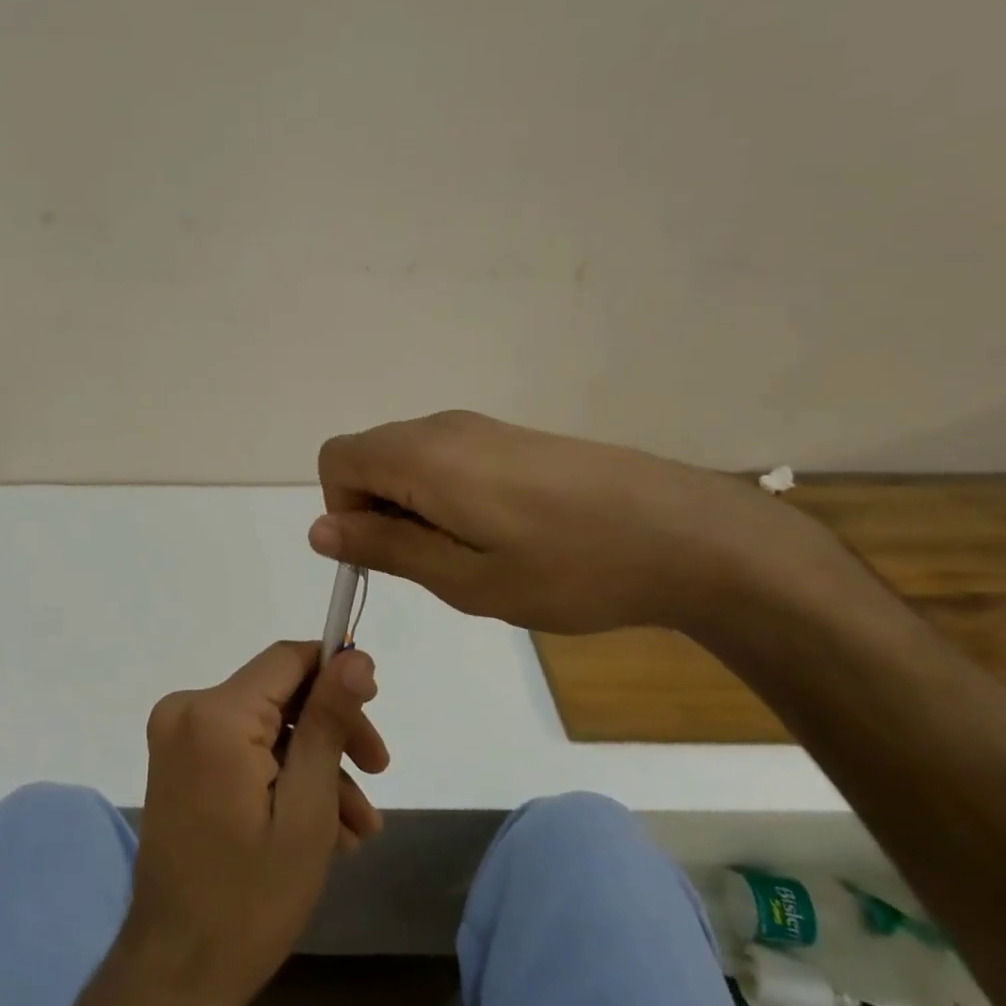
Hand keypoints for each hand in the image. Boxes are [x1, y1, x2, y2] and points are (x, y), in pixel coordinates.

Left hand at [123, 642, 388, 1005]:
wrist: (177, 971)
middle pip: (280, 694)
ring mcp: (177, 735)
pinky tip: (324, 828)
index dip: (336, 674)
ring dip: (315, 765)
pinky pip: (242, 747)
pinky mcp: (178, 761)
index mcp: (215, 713)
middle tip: (377, 774)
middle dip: (332, 731)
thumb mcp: (307, 808)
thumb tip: (356, 656)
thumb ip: (329, 721)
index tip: (375, 709)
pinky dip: (281, 775)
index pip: (288, 658)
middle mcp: (187, 708)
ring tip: (358, 829)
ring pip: (266, 726)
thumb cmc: (250, 898)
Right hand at [311, 410, 815, 637]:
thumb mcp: (464, 578)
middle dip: (377, 511)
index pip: (336, 460)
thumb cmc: (567, 568)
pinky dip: (446, 496)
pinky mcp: (511, 438)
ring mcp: (480, 428)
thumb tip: (320, 530)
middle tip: (434, 565)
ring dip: (413, 507)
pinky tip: (503, 534)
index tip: (387, 555)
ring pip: (408, 460)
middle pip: (369, 457)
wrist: (685, 535)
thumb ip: (385, 548)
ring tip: (473, 555)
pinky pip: (447, 459)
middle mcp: (442, 427)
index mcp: (421, 455)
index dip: (342, 511)